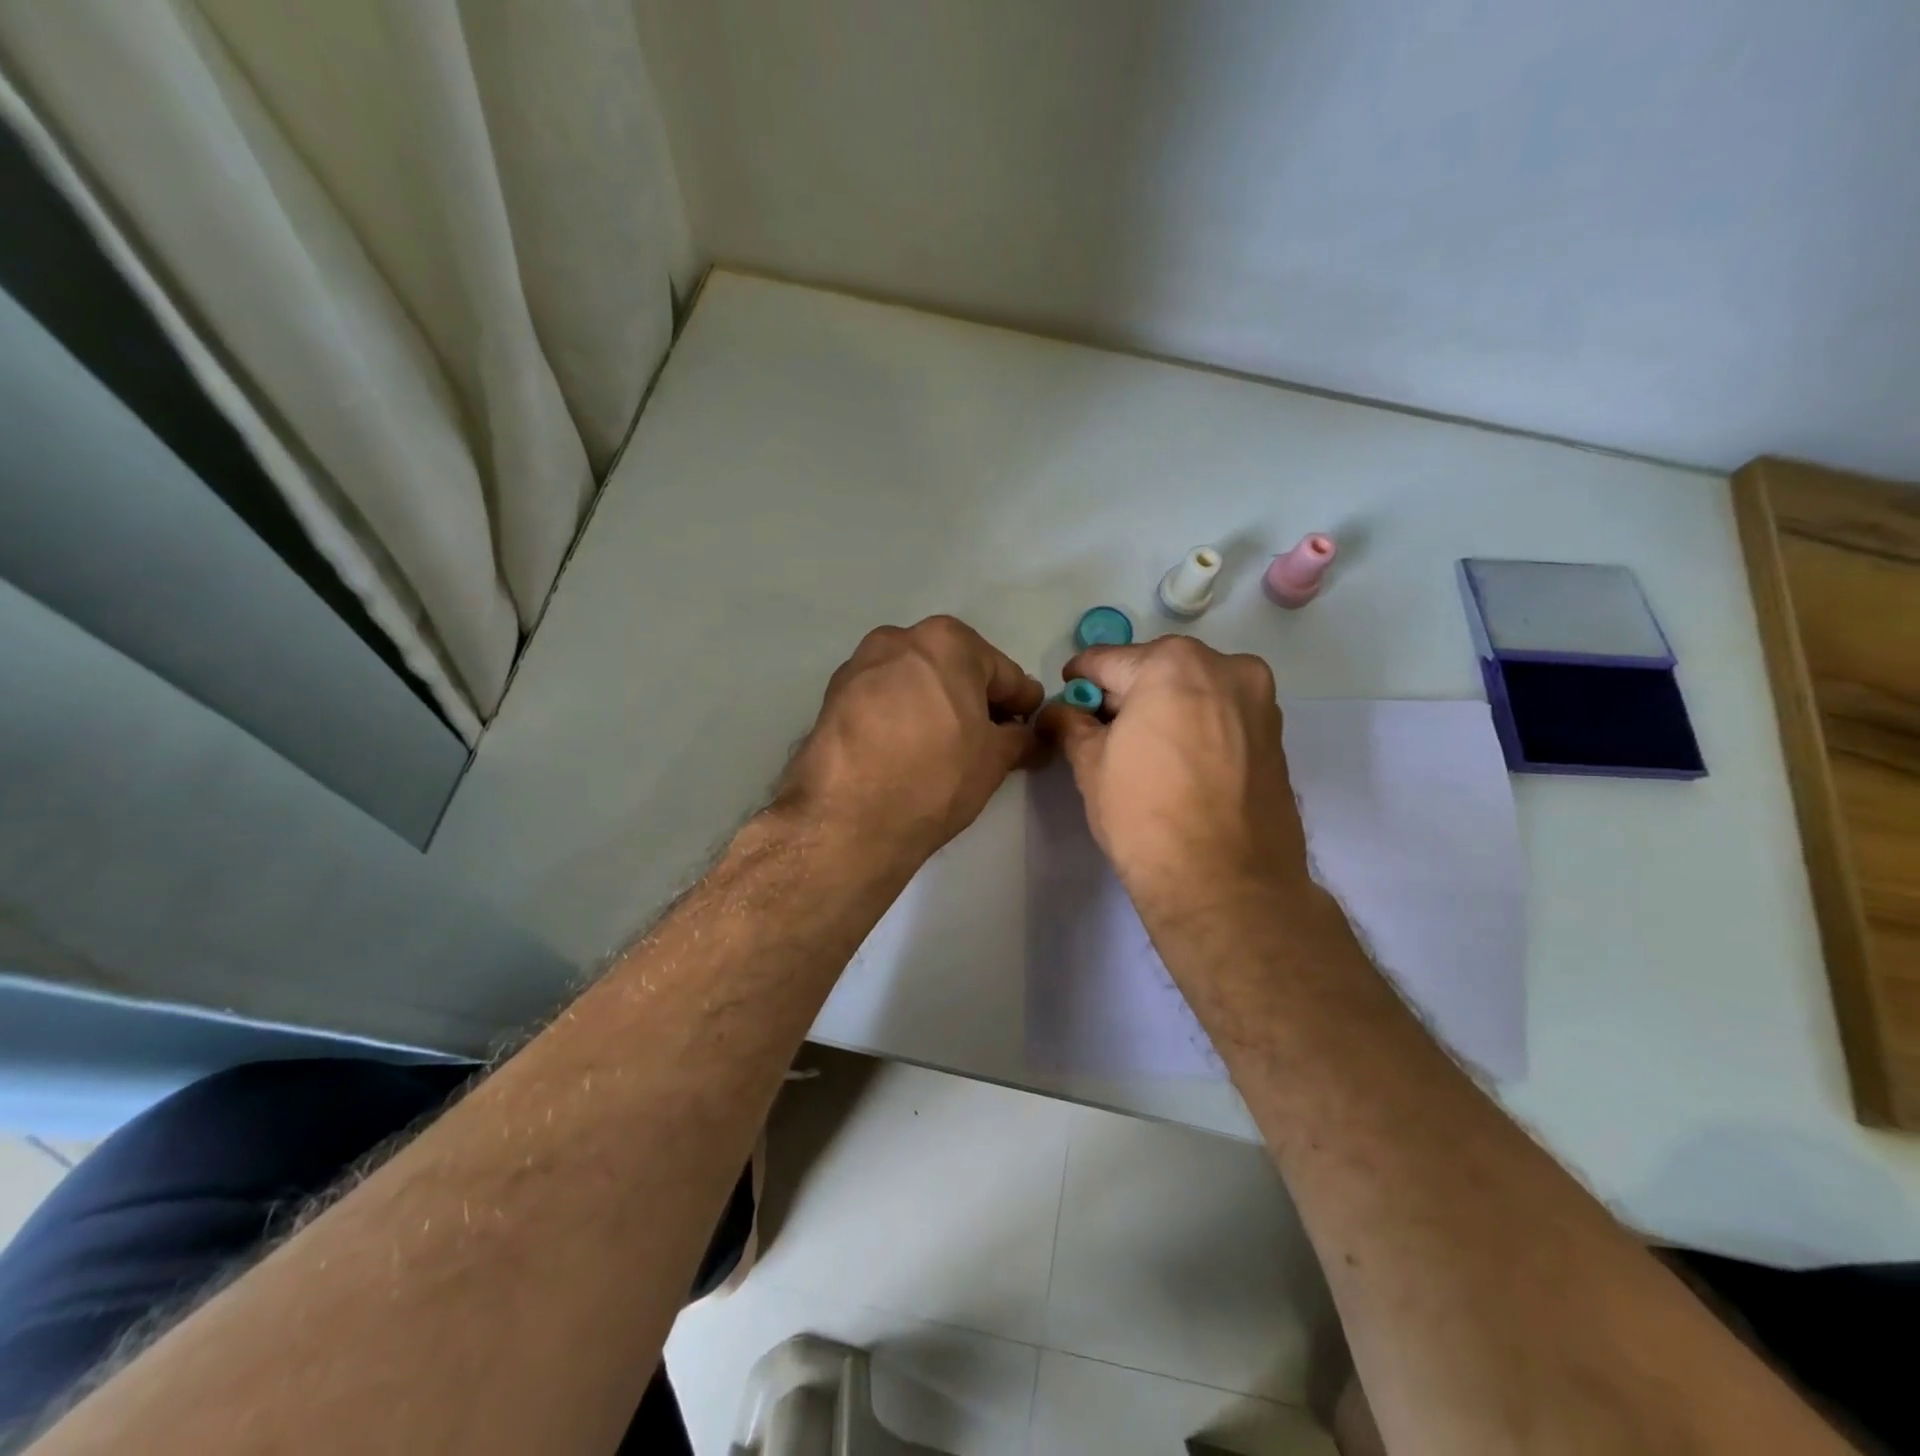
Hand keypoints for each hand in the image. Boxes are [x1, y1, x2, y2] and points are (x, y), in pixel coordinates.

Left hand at [777, 616, 1043, 864]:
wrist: (846, 819)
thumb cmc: (935, 777)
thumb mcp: (994, 760)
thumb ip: (1020, 738)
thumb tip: (1027, 736)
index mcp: (947, 642)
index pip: (1003, 673)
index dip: (1022, 704)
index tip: (1028, 728)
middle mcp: (899, 639)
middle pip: (954, 669)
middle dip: (974, 700)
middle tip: (987, 741)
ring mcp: (859, 665)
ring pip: (914, 682)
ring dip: (934, 705)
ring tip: (942, 749)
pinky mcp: (832, 696)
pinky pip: (882, 700)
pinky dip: (899, 716)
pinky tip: (904, 751)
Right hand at [1037, 636, 1309, 920]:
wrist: (1226, 884)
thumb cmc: (1145, 815)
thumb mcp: (1090, 765)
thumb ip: (1070, 725)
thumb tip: (1058, 712)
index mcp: (1173, 664)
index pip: (1107, 660)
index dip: (1078, 681)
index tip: (1066, 700)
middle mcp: (1225, 668)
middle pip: (1156, 670)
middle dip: (1125, 695)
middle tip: (1101, 732)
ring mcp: (1258, 701)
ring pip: (1193, 691)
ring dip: (1163, 709)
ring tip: (1143, 753)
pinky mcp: (1276, 736)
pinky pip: (1221, 716)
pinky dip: (1196, 727)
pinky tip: (1179, 765)